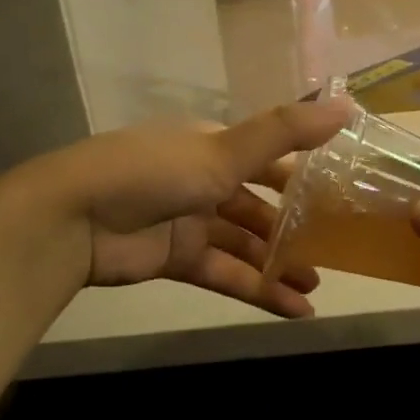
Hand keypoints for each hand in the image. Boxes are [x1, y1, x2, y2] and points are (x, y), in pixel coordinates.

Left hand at [43, 99, 352, 317]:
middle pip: (258, 206)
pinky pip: (227, 274)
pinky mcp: (177, 260)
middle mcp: (203, 180)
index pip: (267, 159)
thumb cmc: (153, 172)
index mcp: (213, 145)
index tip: (338, 196)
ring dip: (279, 265)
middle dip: (293, 229)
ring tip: (317, 287)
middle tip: (332, 251)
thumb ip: (285, 133)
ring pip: (245, 245)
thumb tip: (347, 109)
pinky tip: (294, 310)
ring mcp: (189, 222)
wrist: (71, 219)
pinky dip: (258, 290)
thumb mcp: (224, 149)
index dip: (300, 177)